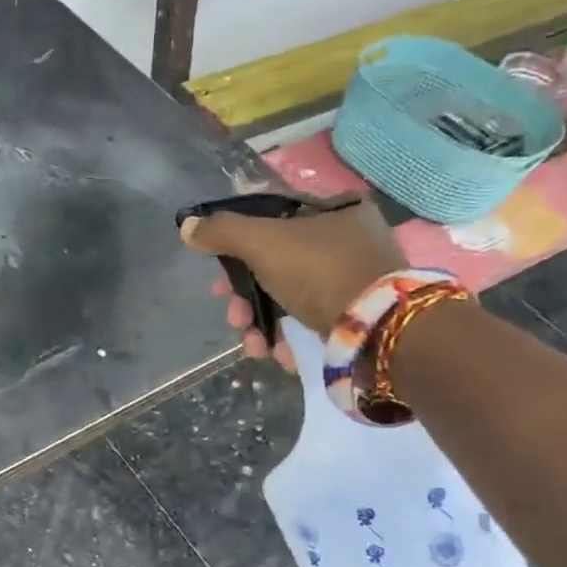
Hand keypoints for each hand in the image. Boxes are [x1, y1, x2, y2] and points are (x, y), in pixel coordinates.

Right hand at [179, 195, 405, 371]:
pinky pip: (313, 320)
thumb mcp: (262, 243)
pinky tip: (281, 355)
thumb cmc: (320, 272)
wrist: (379, 331)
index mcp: (335, 210)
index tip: (219, 281)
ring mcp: (357, 279)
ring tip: (256, 348)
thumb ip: (222, 232)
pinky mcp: (360, 315)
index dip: (237, 249)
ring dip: (262, 324)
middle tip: (235, 320)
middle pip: (276, 265)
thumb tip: (187, 227)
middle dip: (246, 300)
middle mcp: (350, 240)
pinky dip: (291, 337)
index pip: (272, 222)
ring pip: (290, 297)